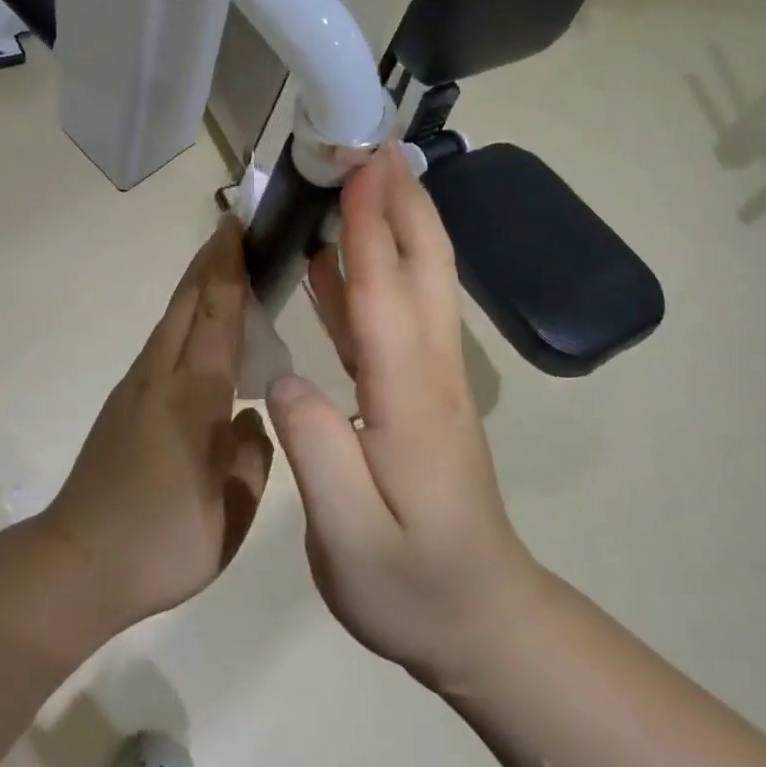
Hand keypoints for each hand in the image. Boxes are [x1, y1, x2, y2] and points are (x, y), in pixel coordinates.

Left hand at [42, 221, 273, 630]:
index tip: (238, 227)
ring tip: (222, 269)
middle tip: (233, 228)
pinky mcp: (123, 405)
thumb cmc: (162, 541)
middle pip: (185, 304)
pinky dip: (183, 320)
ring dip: (195, 287)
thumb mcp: (231, 512)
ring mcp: (135, 389)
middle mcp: (160, 378)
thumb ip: (251, 457)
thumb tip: (250, 420)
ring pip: (169, 322)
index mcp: (192, 396)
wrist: (78, 564)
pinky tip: (199, 335)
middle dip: (209, 262)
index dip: (228, 268)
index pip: (215, 316)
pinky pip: (161, 345)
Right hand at [266, 148, 539, 690]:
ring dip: (392, 224)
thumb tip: (282, 375)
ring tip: (356, 180)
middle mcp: (429, 371)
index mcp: (410, 397)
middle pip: (421, 267)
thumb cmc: (413, 586)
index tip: (359, 164)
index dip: (369, 225)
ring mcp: (431, 379)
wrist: (483, 622)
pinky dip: (368, 274)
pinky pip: (395, 315)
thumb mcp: (351, 539)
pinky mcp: (421, 392)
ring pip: (416, 282)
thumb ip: (317, 451)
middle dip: (400, 199)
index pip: (385, 292)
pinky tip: (332, 262)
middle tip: (371, 144)